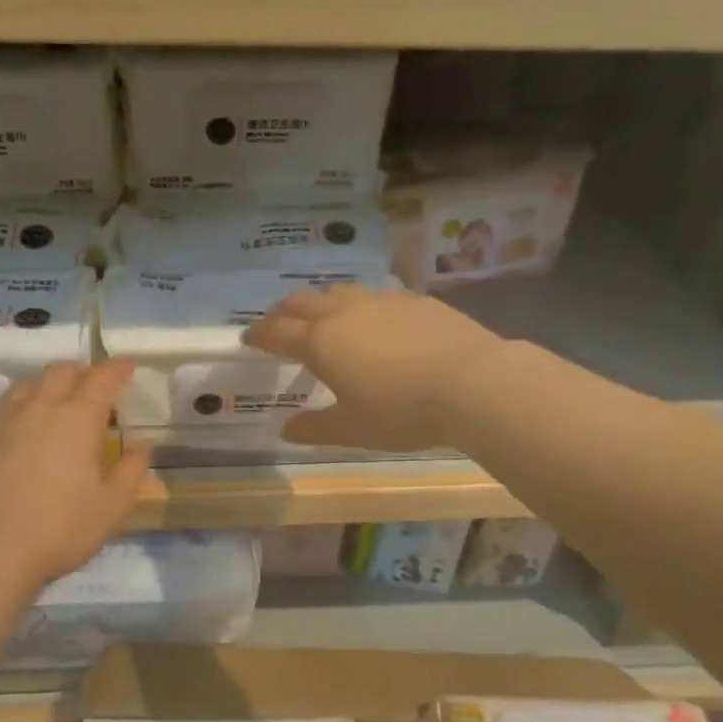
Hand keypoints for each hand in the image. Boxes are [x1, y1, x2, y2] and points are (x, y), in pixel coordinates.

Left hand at [0, 361, 151, 586]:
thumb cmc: (60, 528)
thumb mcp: (111, 507)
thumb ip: (130, 471)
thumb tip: (141, 446)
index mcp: (78, 419)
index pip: (102, 379)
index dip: (117, 369)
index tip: (127, 365)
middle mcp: (39, 408)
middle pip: (61, 372)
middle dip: (81, 371)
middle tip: (93, 384)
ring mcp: (1, 420)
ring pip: (26, 385)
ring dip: (46, 384)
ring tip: (55, 401)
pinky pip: (0, 409)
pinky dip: (18, 409)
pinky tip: (18, 430)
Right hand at [246, 285, 503, 451]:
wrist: (473, 382)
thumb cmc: (402, 412)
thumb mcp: (353, 429)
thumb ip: (315, 428)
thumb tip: (286, 430)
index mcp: (321, 342)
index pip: (277, 332)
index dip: (260, 335)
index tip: (249, 339)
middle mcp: (344, 312)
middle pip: (302, 302)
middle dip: (283, 312)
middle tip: (277, 325)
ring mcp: (381, 301)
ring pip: (339, 291)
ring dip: (321, 302)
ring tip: (323, 317)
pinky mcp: (415, 299)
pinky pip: (376, 295)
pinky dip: (361, 305)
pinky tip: (375, 321)